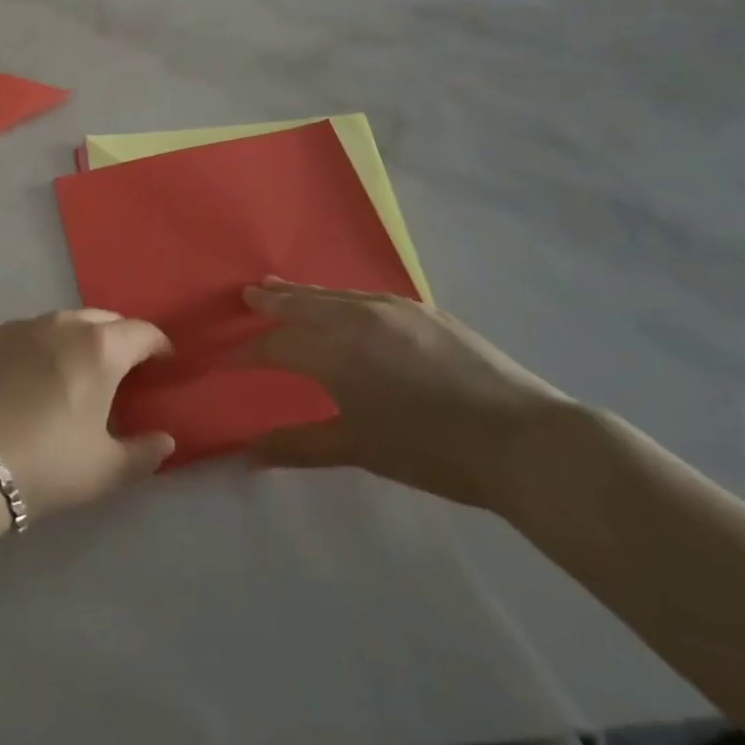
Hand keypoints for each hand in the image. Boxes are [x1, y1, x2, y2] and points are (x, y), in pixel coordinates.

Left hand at [0, 310, 174, 520]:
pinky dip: (39, 346)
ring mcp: (21, 325)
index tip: (164, 362)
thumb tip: (166, 441)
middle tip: (122, 368)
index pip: (142, 333)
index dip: (159, 346)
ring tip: (75, 370)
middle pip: (103, 320)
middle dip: (119, 338)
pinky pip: (26, 333)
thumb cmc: (45, 463)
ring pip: (62, 323)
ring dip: (77, 339)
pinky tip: (29, 375)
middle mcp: (63, 324)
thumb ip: (143, 454)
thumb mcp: (104, 470)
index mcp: (100, 348)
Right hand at [233, 280, 572, 510]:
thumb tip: (248, 455)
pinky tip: (345, 304)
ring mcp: (392, 307)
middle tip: (246, 295)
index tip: (223, 359)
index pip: (274, 346)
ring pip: (334, 293)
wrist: (521, 437)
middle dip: (270, 302)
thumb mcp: (359, 449)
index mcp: (333, 349)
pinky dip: (341, 297)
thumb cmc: (430, 449)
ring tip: (283, 288)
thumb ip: (299, 446)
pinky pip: (366, 295)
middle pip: (300, 303)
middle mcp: (355, 315)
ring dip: (304, 294)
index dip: (245, 353)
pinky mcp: (423, 309)